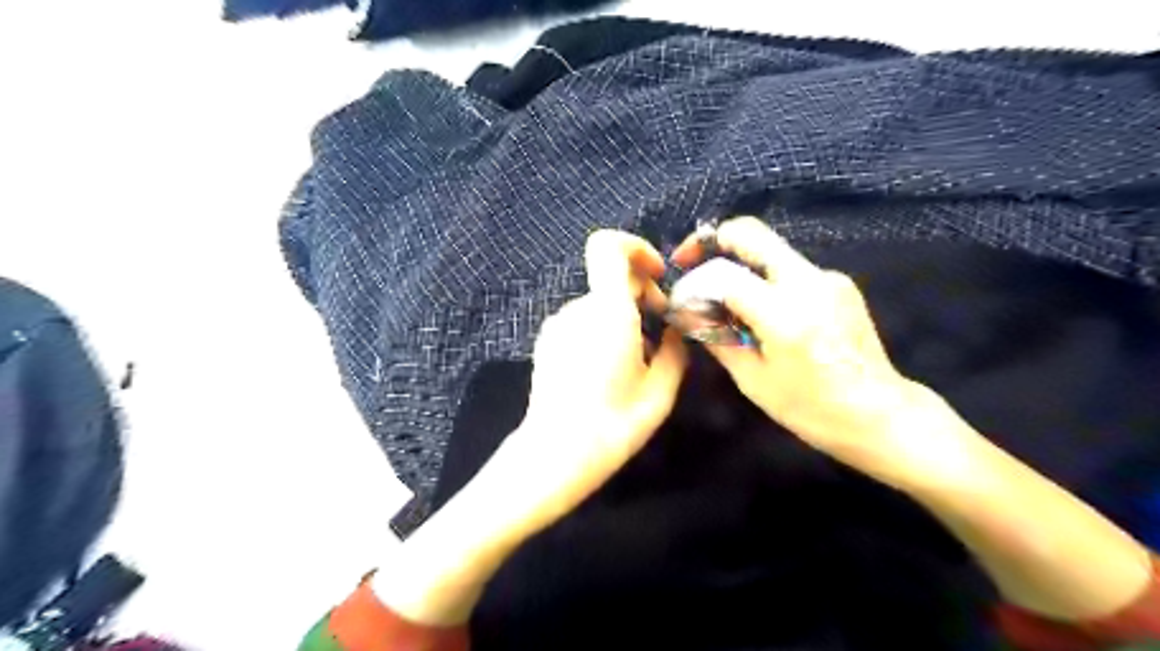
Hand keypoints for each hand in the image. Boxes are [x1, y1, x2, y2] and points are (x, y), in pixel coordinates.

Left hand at [378, 229, 685, 623]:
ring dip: (624, 315)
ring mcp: (558, 324)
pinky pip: (583, 320)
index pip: (608, 247)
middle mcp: (577, 309)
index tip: (657, 277)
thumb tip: (677, 332)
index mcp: (607, 311)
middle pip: (611, 277)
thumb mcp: (660, 391)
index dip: (636, 248)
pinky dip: (603, 329)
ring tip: (638, 358)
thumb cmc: (613, 423)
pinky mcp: (548, 341)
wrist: (556, 454)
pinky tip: (609, 368)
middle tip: (662, 328)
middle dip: (642, 292)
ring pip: (599, 302)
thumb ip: (676, 351)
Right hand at [667, 215, 972, 487]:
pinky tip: (762, 314)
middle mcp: (809, 282)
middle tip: (691, 260)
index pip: (723, 274)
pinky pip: (790, 269)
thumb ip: (717, 337)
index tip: (681, 296)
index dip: (694, 281)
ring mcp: (829, 277)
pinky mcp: (840, 283)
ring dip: (740, 265)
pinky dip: (765, 280)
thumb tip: (687, 311)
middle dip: (713, 240)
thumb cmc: (812, 409)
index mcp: (785, 313)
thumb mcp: (754, 380)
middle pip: (751, 233)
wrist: (882, 416)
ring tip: (726, 303)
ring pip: (770, 251)